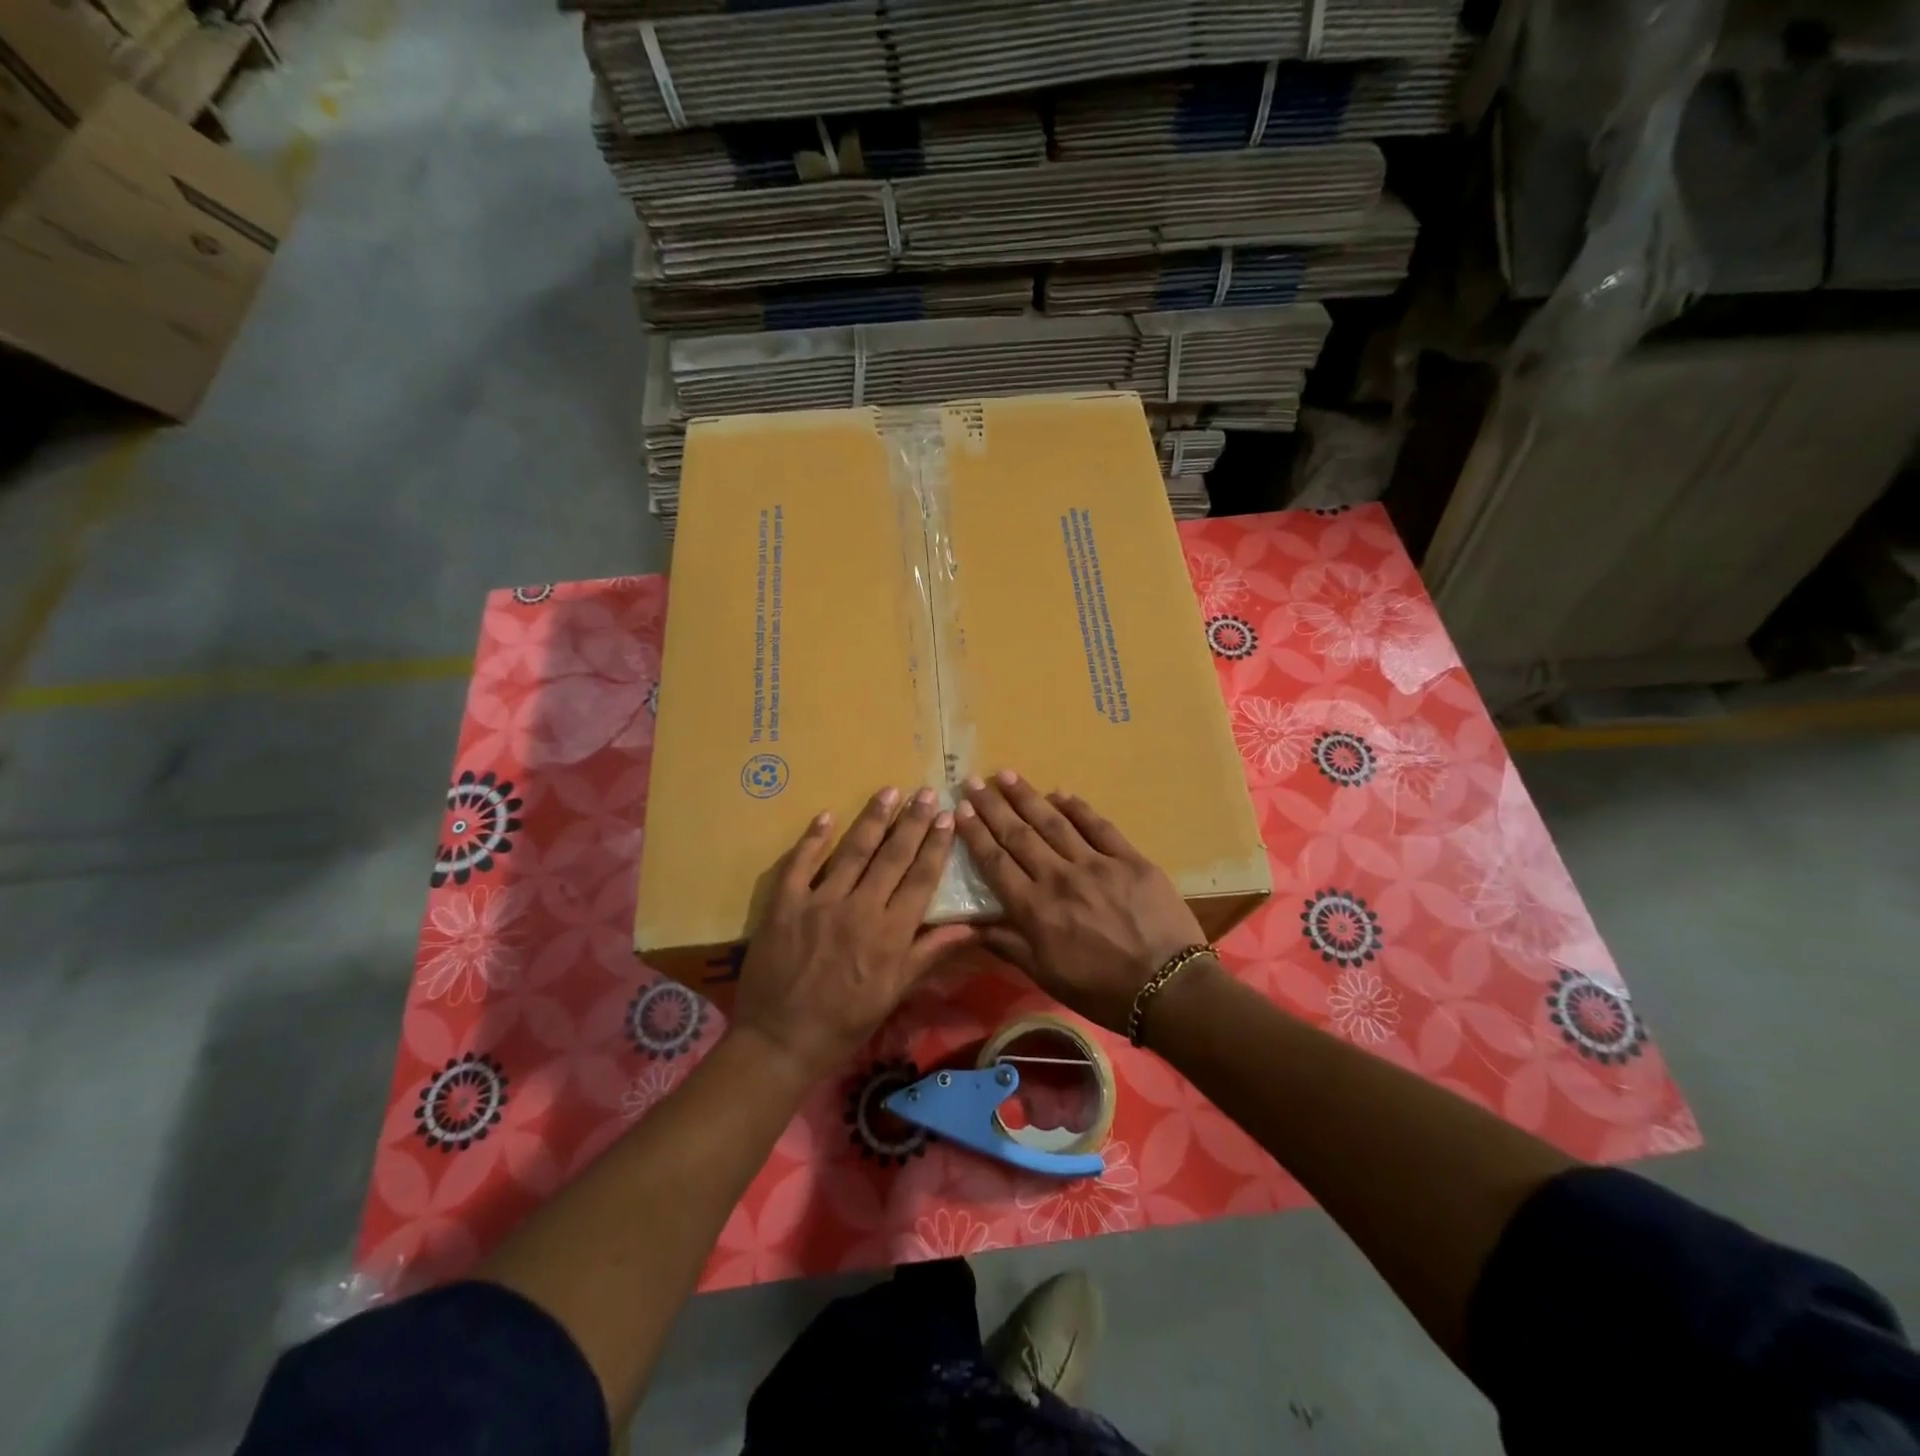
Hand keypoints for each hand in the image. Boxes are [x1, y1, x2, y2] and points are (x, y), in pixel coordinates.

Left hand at [732, 786, 974, 1083]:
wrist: (780, 1042)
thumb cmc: (844, 1023)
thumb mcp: (894, 993)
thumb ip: (929, 953)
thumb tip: (971, 927)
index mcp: (890, 934)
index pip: (920, 879)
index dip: (936, 846)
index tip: (948, 817)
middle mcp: (859, 909)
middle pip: (892, 856)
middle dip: (913, 822)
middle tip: (927, 792)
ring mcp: (819, 902)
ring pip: (852, 851)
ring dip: (873, 819)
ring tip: (889, 791)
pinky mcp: (784, 904)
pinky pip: (800, 864)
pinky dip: (813, 838)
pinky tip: (826, 816)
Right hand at [955, 771, 1207, 1032]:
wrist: (1167, 989)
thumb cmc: (1101, 990)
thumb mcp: (1045, 976)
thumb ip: (1007, 945)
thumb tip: (968, 925)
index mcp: (1035, 909)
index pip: (996, 862)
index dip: (975, 834)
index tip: (959, 810)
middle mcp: (1059, 878)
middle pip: (1019, 835)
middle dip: (993, 806)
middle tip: (974, 781)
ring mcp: (1096, 864)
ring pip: (1054, 823)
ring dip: (1028, 797)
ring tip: (1008, 775)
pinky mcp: (1129, 859)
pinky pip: (1099, 826)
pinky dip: (1078, 808)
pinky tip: (1061, 793)